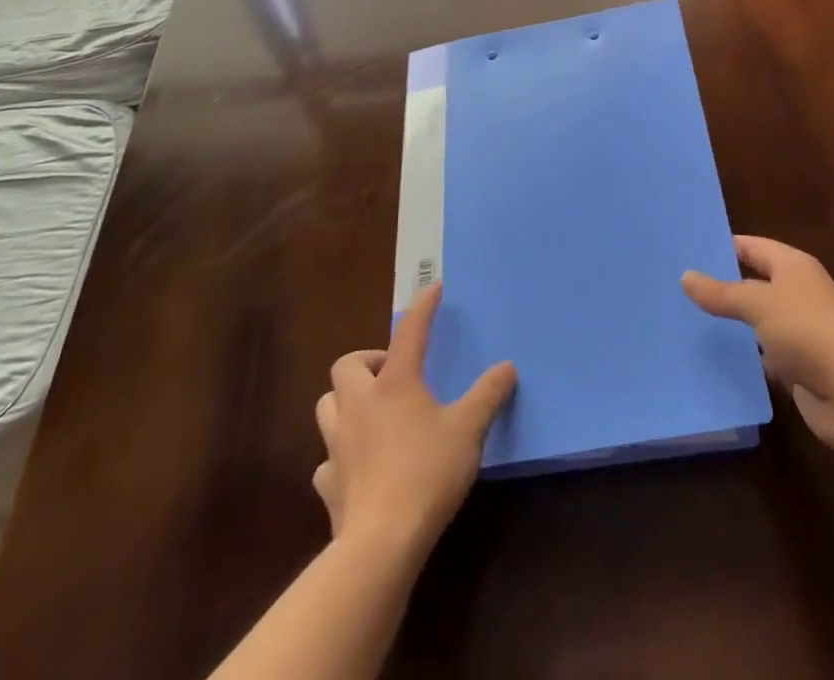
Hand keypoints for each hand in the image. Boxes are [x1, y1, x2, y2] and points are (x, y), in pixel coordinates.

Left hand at [313, 283, 516, 560]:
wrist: (381, 543)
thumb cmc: (427, 473)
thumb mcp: (468, 429)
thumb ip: (488, 395)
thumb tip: (507, 367)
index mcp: (395, 383)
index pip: (409, 331)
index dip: (422, 307)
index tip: (433, 289)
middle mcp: (360, 405)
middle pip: (347, 364)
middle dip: (367, 360)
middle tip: (392, 372)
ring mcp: (337, 445)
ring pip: (327, 405)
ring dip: (346, 401)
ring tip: (371, 412)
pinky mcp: (328, 484)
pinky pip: (326, 459)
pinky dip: (339, 455)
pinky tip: (357, 466)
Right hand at [682, 236, 833, 449]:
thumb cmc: (807, 332)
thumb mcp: (758, 305)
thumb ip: (722, 293)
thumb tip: (685, 276)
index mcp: (793, 266)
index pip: (751, 247)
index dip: (722, 247)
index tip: (687, 251)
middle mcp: (797, 292)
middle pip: (753, 283)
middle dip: (721, 286)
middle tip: (678, 288)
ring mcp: (798, 330)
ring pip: (756, 321)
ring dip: (731, 325)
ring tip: (687, 322)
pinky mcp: (798, 365)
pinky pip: (763, 354)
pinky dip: (744, 356)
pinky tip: (713, 359)